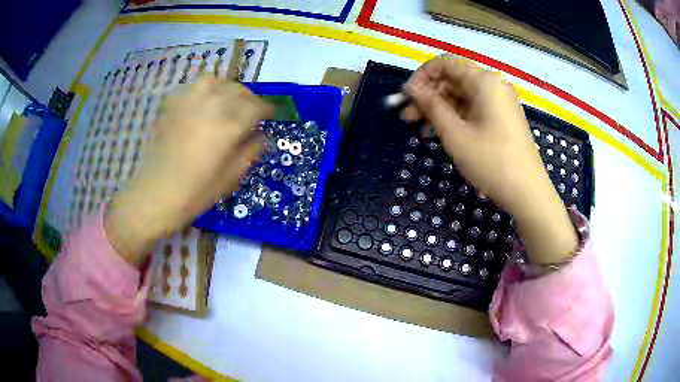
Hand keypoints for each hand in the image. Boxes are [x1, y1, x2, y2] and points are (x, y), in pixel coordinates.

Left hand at [105, 76, 271, 265]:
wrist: (157, 194)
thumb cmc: (197, 191)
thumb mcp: (232, 177)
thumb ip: (251, 150)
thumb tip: (260, 134)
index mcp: (230, 124)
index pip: (257, 107)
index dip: (268, 110)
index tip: (271, 115)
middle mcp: (212, 105)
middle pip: (238, 90)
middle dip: (249, 99)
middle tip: (250, 112)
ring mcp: (189, 102)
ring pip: (214, 81)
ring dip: (225, 89)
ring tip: (225, 103)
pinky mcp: (172, 106)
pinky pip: (191, 88)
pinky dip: (202, 92)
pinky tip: (201, 106)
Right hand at [403, 56, 576, 263]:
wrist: (528, 193)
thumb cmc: (491, 162)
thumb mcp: (455, 134)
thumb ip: (431, 105)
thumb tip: (411, 87)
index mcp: (483, 81)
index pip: (445, 64)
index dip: (422, 76)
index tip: (406, 97)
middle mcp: (493, 85)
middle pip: (453, 80)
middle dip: (428, 95)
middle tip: (408, 117)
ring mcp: (500, 102)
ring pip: (462, 96)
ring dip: (440, 108)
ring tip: (420, 129)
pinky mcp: (503, 118)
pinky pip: (474, 109)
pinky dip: (456, 117)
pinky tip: (442, 133)